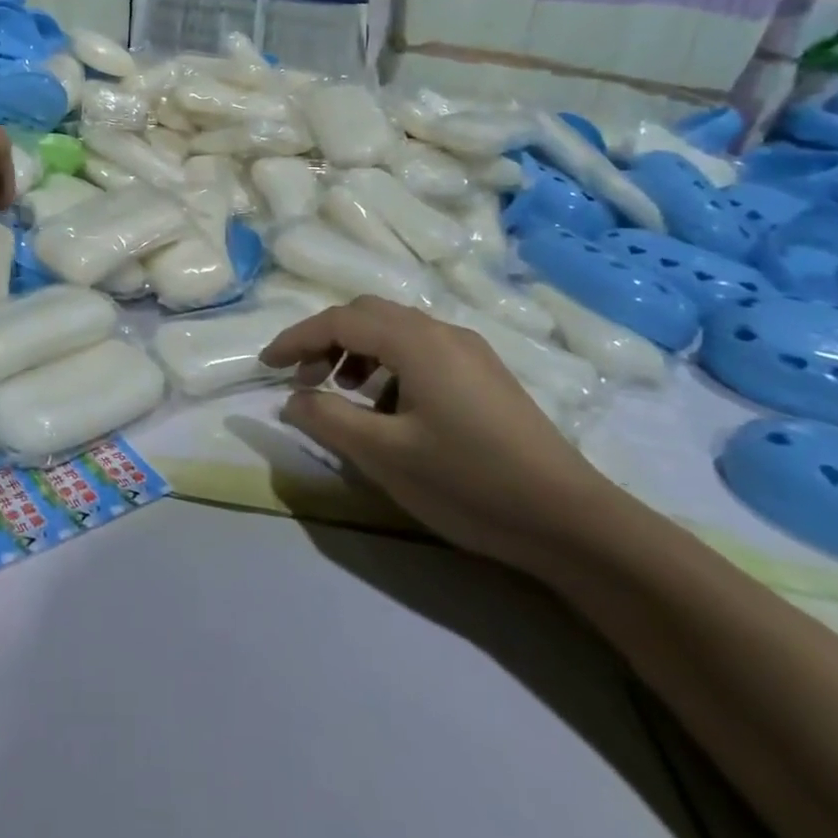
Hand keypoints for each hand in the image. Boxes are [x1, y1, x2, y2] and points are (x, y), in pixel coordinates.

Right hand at [262, 297, 618, 573]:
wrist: (572, 522)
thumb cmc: (468, 482)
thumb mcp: (384, 455)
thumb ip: (327, 418)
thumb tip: (292, 398)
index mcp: (415, 341)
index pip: (339, 321)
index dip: (296, 338)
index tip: (266, 364)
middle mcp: (442, 332)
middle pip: (367, 315)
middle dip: (326, 341)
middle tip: (303, 379)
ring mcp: (470, 352)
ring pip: (396, 331)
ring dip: (358, 352)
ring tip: (343, 394)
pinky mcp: (486, 375)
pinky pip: (421, 351)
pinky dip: (388, 365)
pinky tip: (389, 408)